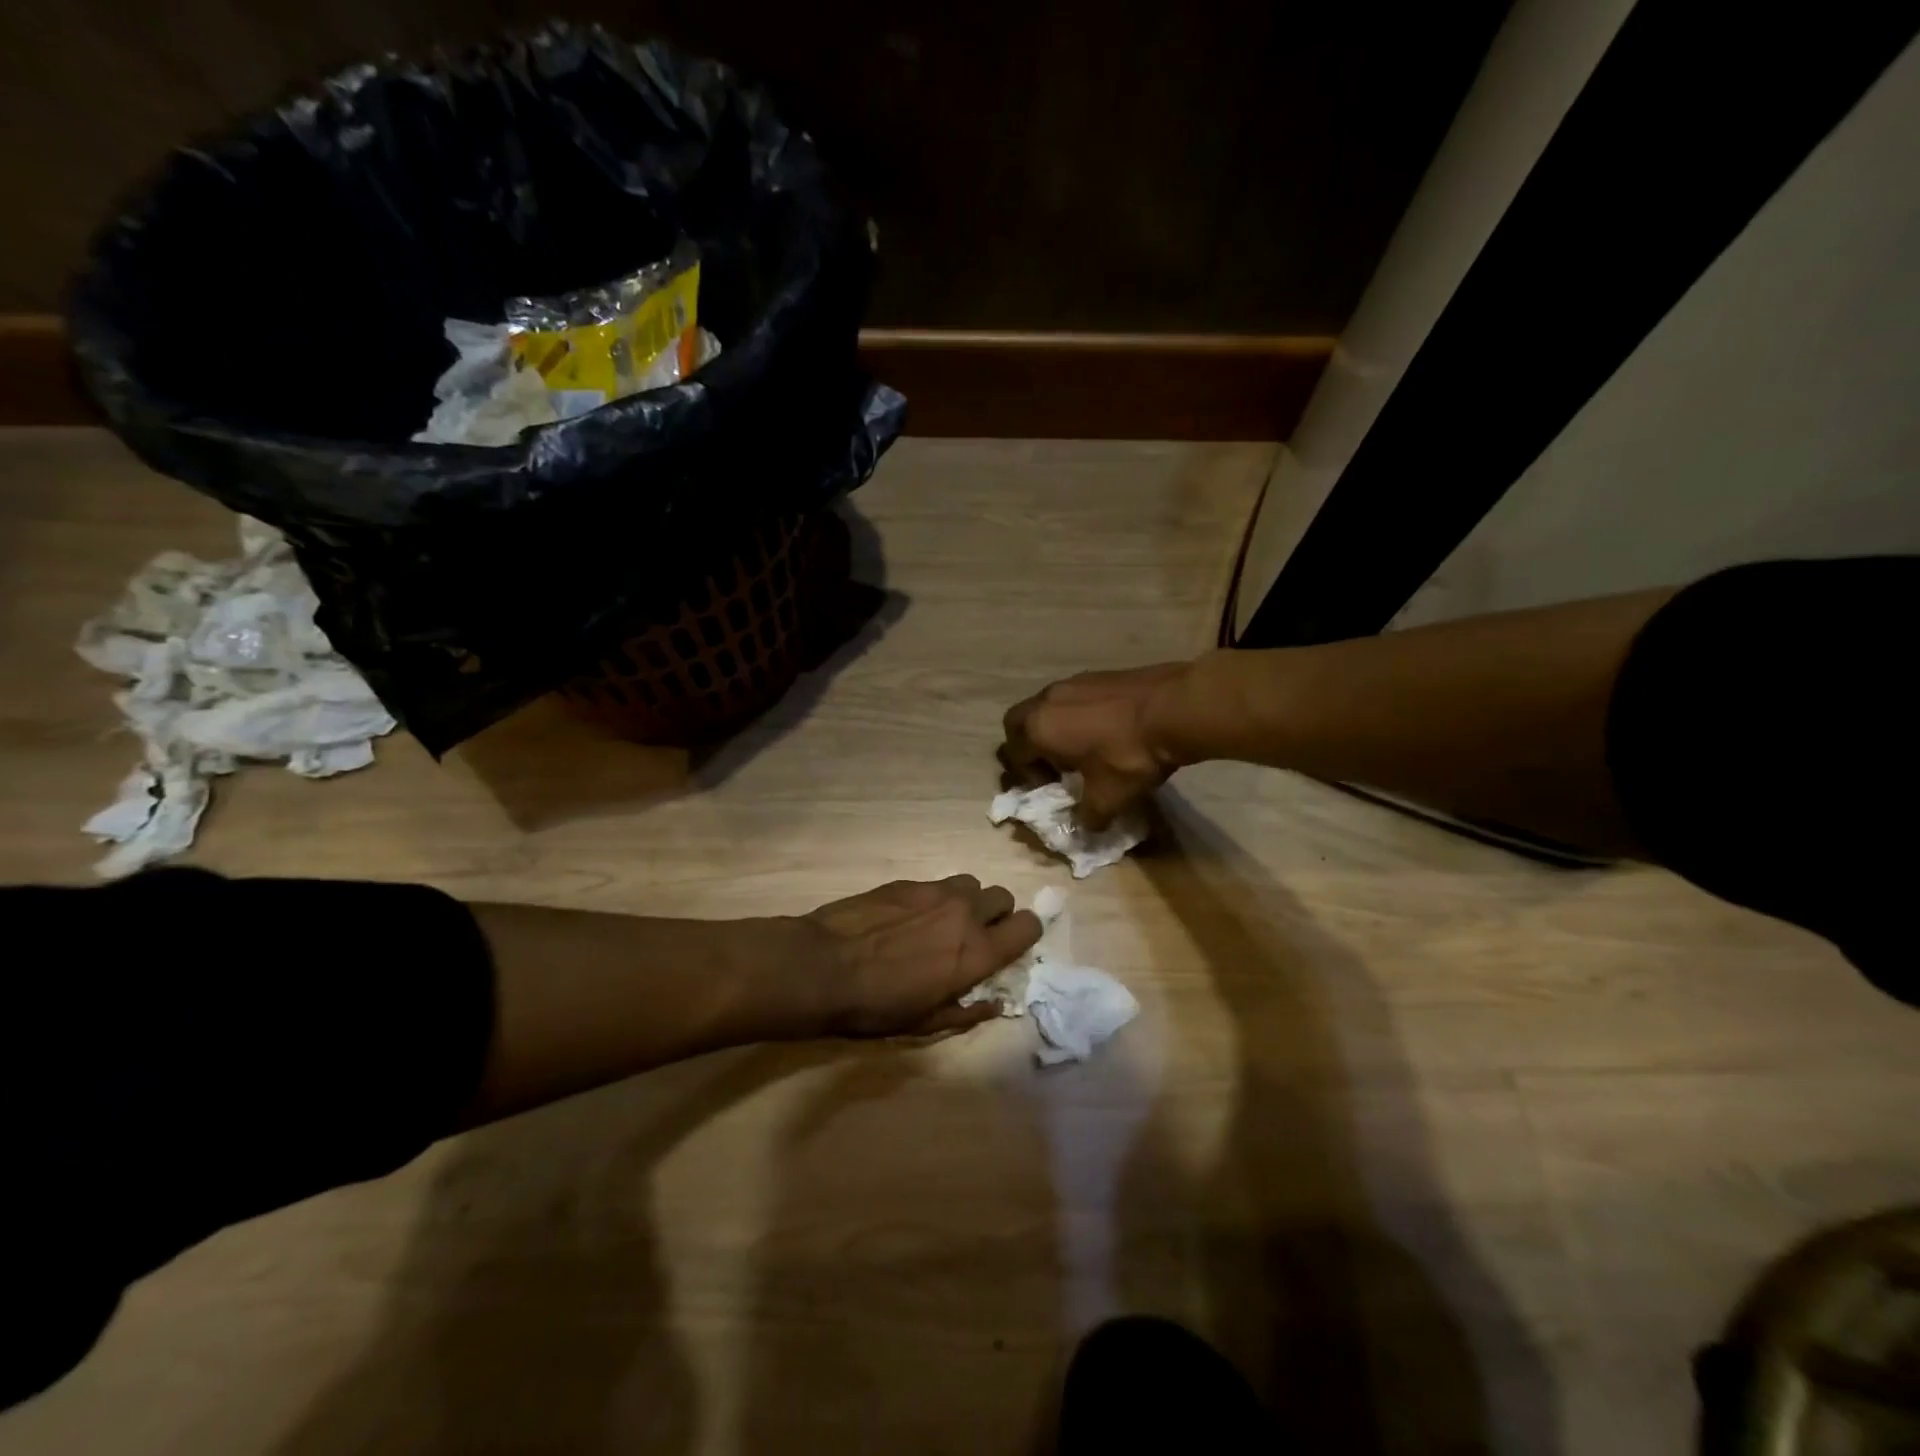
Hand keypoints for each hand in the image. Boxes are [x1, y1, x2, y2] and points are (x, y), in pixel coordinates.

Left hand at [799, 876, 1042, 1037]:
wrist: (823, 966)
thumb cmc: (876, 1005)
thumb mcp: (925, 1023)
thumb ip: (967, 1012)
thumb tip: (995, 1004)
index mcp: (976, 952)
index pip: (1028, 926)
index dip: (1024, 934)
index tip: (1009, 947)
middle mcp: (964, 913)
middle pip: (1003, 897)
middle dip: (997, 915)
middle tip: (973, 937)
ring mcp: (936, 891)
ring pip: (971, 884)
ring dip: (967, 902)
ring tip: (942, 923)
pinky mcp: (908, 882)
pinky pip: (938, 884)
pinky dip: (935, 899)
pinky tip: (908, 918)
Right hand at [1001, 662, 1191, 827]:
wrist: (1175, 708)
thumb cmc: (1129, 755)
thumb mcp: (1108, 797)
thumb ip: (1089, 816)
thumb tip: (1085, 827)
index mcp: (1038, 729)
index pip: (1013, 754)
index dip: (1027, 776)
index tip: (1054, 788)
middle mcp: (1047, 701)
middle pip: (1018, 723)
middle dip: (1027, 746)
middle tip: (1053, 766)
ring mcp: (1072, 682)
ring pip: (1046, 707)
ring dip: (1053, 728)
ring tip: (1082, 749)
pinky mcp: (1097, 675)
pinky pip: (1072, 697)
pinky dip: (1076, 715)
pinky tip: (1105, 731)